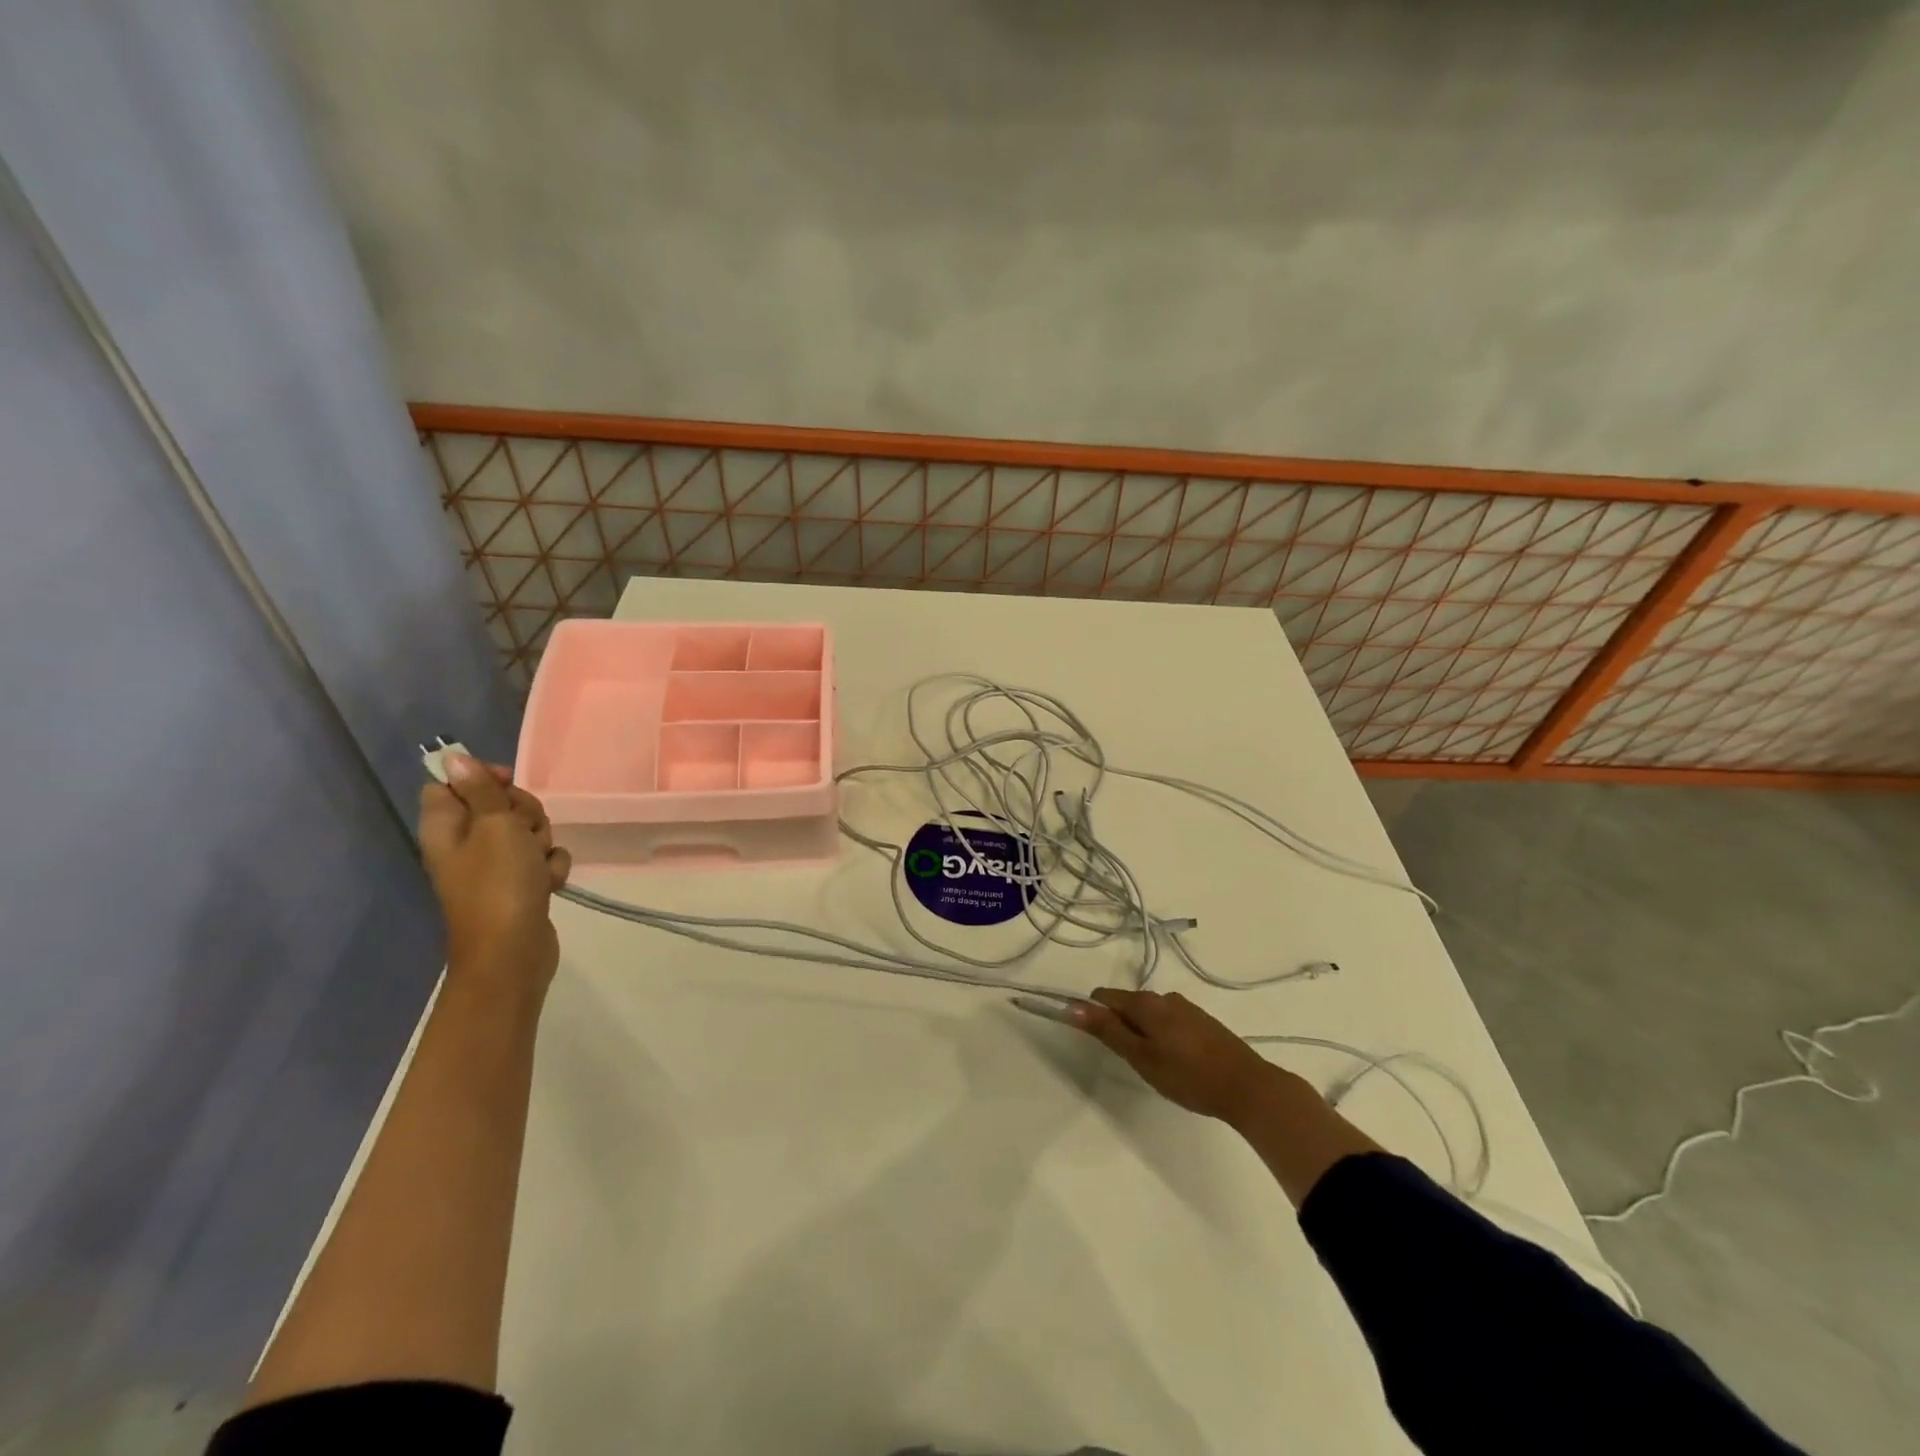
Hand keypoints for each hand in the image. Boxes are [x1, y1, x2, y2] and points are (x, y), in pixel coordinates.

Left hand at [418, 755, 571, 992]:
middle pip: (497, 805)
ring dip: (542, 841)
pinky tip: (549, 882)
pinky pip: (541, 859)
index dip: (481, 778)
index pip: (451, 784)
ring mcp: (493, 866)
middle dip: (524, 812)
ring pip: (526, 832)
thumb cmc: (499, 884)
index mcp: (446, 827)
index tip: (507, 783)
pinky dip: (549, 867)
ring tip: (537, 863)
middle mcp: (464, 844)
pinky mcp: (519, 885)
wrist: (513, 951)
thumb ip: (481, 790)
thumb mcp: (495, 826)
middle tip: (524, 831)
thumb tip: (453, 757)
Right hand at [1071, 987, 1279, 1122]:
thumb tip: (1072, 1005)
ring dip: (1143, 1032)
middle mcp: (1165, 997)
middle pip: (1128, 1004)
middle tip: (1130, 1061)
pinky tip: (1176, 1062)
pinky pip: (1170, 1021)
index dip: (1092, 1014)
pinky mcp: (1203, 1022)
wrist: (1247, 1086)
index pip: (1104, 996)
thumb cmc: (1188, 1075)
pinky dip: (1163, 1035)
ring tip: (1154, 1065)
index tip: (1096, 1042)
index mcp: (1146, 1003)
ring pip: (1150, 1014)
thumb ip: (1107, 1030)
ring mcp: (1187, 1008)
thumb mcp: (1141, 1057)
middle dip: (1120, 1026)